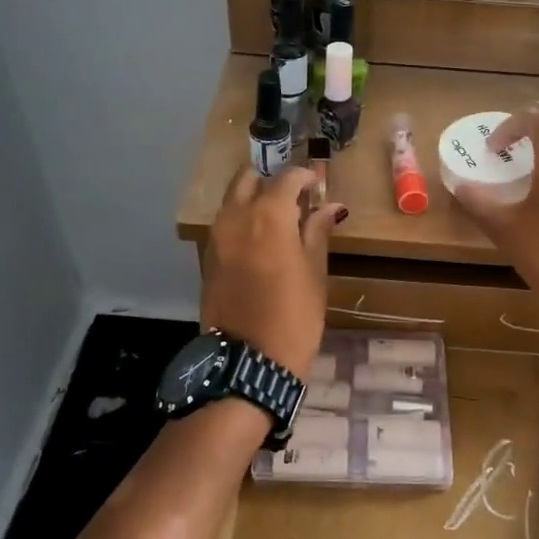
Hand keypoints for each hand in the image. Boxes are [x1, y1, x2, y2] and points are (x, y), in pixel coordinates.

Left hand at [201, 166, 346, 379]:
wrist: (249, 362)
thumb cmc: (294, 316)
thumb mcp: (314, 273)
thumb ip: (317, 232)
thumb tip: (330, 206)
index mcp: (268, 215)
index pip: (287, 178)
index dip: (305, 177)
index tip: (318, 184)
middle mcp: (236, 217)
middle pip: (249, 179)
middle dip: (271, 180)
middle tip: (294, 195)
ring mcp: (216, 237)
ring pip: (232, 200)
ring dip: (254, 199)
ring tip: (280, 218)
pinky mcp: (207, 257)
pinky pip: (225, 224)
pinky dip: (242, 221)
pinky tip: (261, 239)